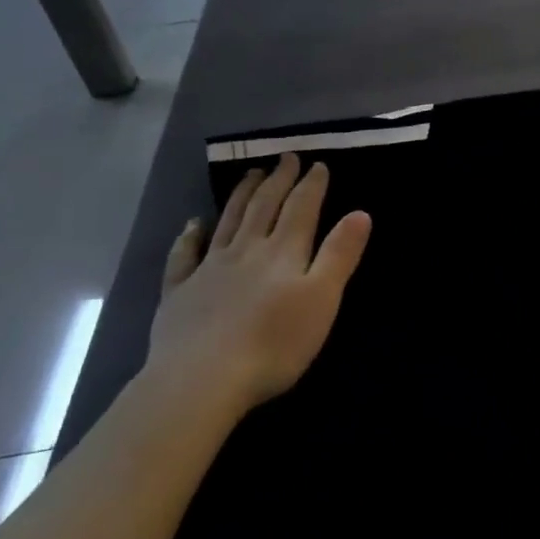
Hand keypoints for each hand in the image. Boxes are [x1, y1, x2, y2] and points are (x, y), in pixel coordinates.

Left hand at [146, 152, 372, 412]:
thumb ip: (340, 254)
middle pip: (264, 207)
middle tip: (286, 158)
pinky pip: (184, 256)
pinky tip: (193, 224)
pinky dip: (190, 236)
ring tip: (251, 174)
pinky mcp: (179, 293)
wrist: (201, 379)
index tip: (319, 164)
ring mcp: (209, 270)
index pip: (301, 209)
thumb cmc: (275, 342)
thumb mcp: (323, 298)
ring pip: (229, 222)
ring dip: (242, 196)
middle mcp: (246, 250)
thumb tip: (360, 213)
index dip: (312, 185)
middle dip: (279, 181)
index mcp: (284, 252)